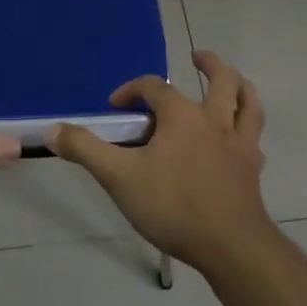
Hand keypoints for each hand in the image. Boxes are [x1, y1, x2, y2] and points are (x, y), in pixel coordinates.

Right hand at [51, 50, 276, 273]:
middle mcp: (214, 120)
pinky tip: (242, 137)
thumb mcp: (119, 178)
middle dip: (210, 64)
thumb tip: (52, 129)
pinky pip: (255, 138)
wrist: (232, 248)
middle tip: (198, 57)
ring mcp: (239, 145)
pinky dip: (248, 129)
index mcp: (182, 115)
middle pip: (221, 81)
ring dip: (241, 87)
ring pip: (249, 103)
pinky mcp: (252, 170)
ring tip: (233, 82)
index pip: (154, 87)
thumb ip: (85, 150)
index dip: (131, 90)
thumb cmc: (174, 206)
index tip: (115, 107)